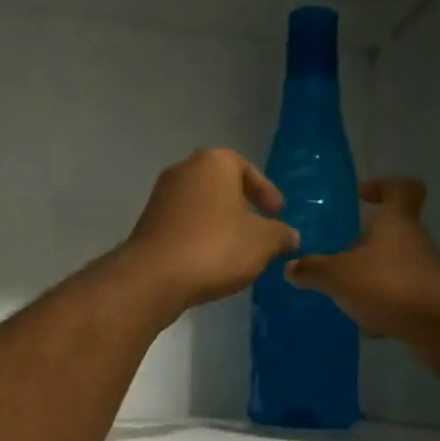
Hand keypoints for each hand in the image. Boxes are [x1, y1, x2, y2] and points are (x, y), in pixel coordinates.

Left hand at [120, 149, 299, 311]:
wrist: (155, 277)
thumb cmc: (216, 248)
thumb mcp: (263, 242)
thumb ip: (281, 235)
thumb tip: (291, 236)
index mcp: (214, 163)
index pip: (247, 169)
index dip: (266, 191)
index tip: (278, 212)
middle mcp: (184, 170)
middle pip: (221, 185)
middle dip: (241, 206)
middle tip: (259, 228)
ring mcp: (161, 196)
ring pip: (201, 205)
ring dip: (220, 223)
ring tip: (237, 249)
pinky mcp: (148, 223)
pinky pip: (184, 224)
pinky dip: (200, 236)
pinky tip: (210, 260)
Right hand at [286, 178, 439, 338]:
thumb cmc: (389, 285)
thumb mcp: (339, 276)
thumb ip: (313, 270)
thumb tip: (291, 267)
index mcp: (396, 222)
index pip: (400, 189)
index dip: (383, 187)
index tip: (362, 196)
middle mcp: (413, 242)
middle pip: (391, 232)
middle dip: (364, 243)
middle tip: (337, 256)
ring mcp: (424, 273)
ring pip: (393, 267)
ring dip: (370, 277)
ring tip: (344, 294)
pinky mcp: (428, 303)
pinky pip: (399, 298)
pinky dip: (382, 307)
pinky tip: (366, 324)